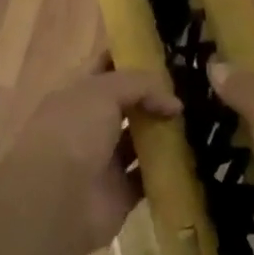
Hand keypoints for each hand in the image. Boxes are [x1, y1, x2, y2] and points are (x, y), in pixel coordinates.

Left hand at [8, 61, 179, 250]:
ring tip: (198, 121)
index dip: (130, 59)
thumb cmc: (73, 132)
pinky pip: (147, 179)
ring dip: (163, 134)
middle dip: (153, 98)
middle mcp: (87, 126)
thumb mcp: (103, 91)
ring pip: (138, 142)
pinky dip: (167, 171)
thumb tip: (173, 103)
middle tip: (190, 89)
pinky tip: (192, 157)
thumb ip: (140, 85)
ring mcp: (102, 162)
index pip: (105, 68)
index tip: (164, 54)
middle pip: (126, 106)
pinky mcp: (119, 194)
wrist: (55, 200)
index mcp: (76, 96)